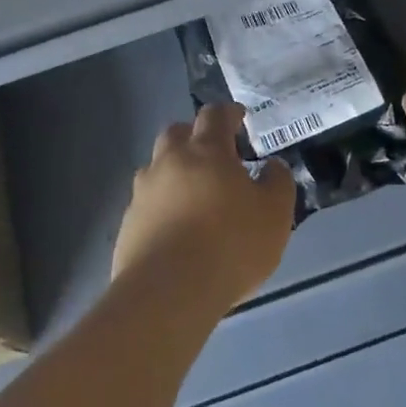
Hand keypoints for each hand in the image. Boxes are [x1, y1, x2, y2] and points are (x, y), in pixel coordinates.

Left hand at [111, 104, 295, 312]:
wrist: (168, 292)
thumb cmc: (231, 245)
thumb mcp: (275, 214)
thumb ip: (277, 183)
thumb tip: (272, 166)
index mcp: (206, 152)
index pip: (215, 116)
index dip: (228, 113)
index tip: (239, 118)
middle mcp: (168, 163)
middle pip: (176, 133)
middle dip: (194, 136)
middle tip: (214, 154)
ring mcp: (143, 193)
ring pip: (156, 168)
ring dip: (174, 171)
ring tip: (194, 195)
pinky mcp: (128, 225)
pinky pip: (147, 203)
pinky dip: (162, 206)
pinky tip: (176, 229)